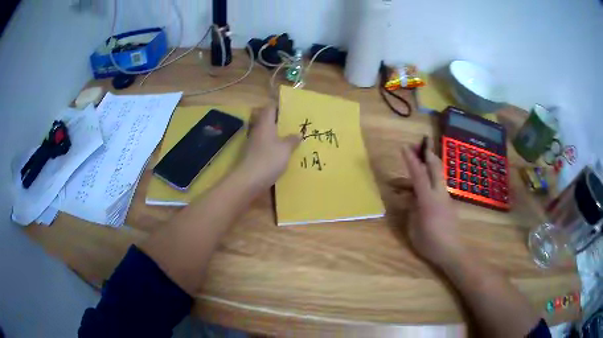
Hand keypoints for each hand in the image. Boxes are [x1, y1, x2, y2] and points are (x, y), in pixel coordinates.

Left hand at [237, 106, 299, 187]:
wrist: (249, 180)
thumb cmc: (269, 160)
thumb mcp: (285, 149)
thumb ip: (292, 140)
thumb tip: (298, 134)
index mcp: (265, 124)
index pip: (270, 108)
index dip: (279, 107)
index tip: (290, 109)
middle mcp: (257, 131)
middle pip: (266, 120)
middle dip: (278, 121)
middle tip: (292, 124)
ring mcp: (253, 144)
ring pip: (265, 133)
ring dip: (275, 135)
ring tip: (290, 138)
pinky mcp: (252, 155)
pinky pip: (264, 145)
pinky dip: (272, 146)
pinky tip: (281, 152)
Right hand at [401, 141, 464, 267]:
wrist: (451, 251)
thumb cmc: (429, 242)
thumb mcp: (413, 227)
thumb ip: (411, 209)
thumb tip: (410, 198)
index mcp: (428, 200)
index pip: (418, 174)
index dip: (411, 160)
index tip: (404, 147)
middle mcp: (439, 194)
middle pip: (435, 167)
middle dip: (427, 154)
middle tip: (418, 146)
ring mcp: (446, 197)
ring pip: (438, 175)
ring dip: (428, 166)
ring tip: (416, 166)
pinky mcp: (448, 203)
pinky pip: (438, 186)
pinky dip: (430, 180)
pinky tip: (422, 189)